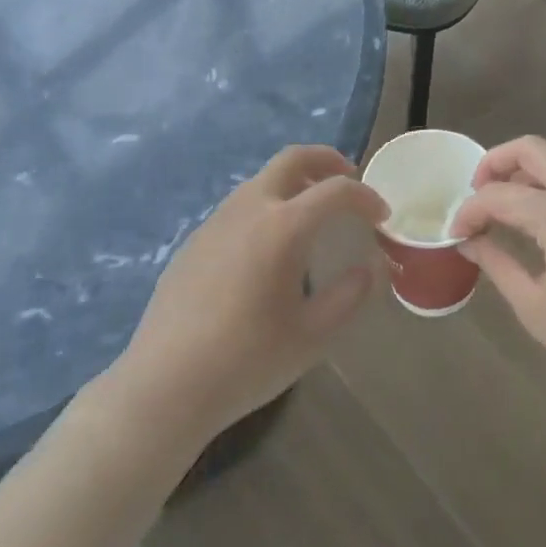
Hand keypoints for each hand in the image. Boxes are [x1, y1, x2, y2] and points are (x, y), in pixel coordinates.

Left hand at [98, 146, 387, 448]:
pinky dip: (268, 206)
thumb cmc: (246, 362)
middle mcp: (250, 208)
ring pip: (263, 179)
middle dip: (327, 159)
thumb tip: (372, 267)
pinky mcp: (195, 240)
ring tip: (312, 214)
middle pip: (293, 158)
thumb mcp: (313, 336)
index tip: (382, 216)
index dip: (366, 197)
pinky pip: (241, 206)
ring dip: (295, 182)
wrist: (163, 387)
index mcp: (283, 226)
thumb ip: (350, 295)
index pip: (336, 190)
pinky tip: (269, 249)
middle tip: (348, 178)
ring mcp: (217, 221)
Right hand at [449, 137, 545, 410]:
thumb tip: (470, 239)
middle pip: (533, 149)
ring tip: (507, 210)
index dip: (470, 210)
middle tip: (478, 194)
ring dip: (526, 174)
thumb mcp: (536, 307)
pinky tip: (544, 225)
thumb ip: (497, 262)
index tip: (456, 232)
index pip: (500, 195)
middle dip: (496, 163)